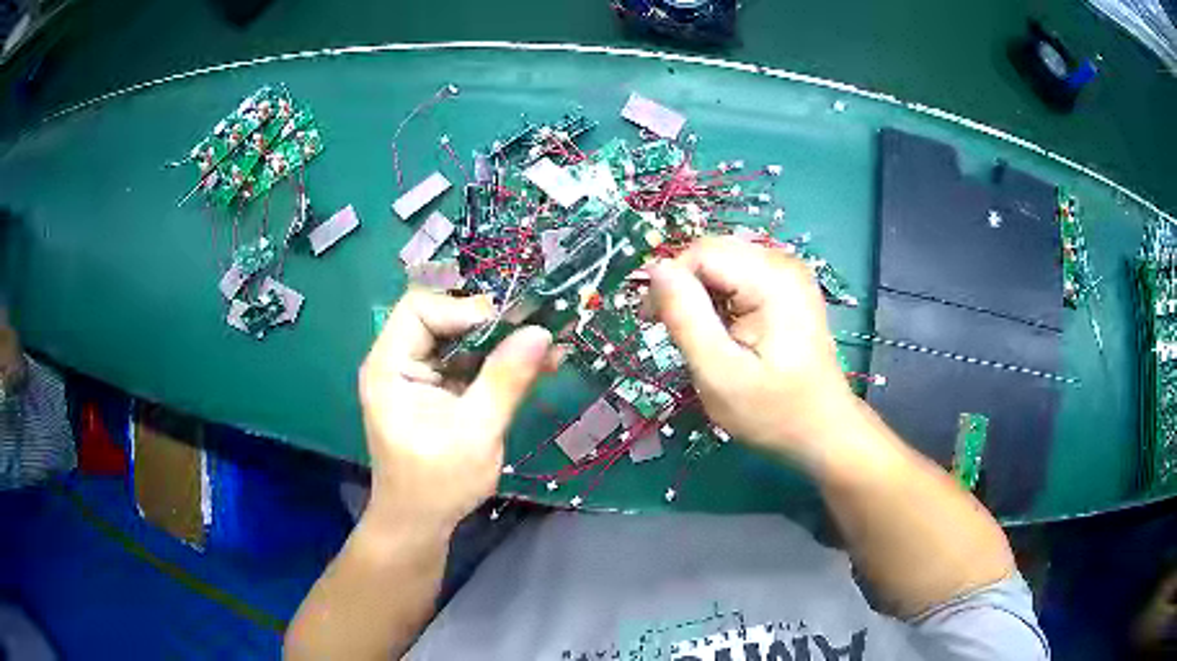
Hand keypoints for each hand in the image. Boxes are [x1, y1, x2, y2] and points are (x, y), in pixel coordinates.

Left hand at [358, 290, 554, 531]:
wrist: (419, 524)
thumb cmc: (438, 484)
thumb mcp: (476, 432)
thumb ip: (505, 380)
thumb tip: (541, 331)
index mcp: (389, 366)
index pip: (420, 308)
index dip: (463, 310)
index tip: (509, 329)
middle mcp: (397, 362)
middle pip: (441, 319)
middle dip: (490, 326)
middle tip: (537, 338)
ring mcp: (415, 376)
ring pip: (459, 340)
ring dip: (500, 345)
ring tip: (546, 352)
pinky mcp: (433, 391)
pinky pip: (465, 363)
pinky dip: (496, 364)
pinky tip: (532, 368)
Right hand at [649, 236, 856, 470]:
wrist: (823, 431)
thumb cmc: (773, 412)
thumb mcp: (720, 374)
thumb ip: (686, 318)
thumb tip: (655, 270)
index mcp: (772, 279)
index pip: (701, 253)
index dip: (670, 282)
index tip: (655, 323)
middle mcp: (782, 263)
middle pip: (711, 252)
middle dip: (684, 287)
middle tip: (674, 333)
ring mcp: (788, 273)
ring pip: (721, 263)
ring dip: (699, 294)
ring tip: (699, 336)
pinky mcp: (786, 287)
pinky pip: (737, 275)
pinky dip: (718, 298)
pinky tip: (721, 329)